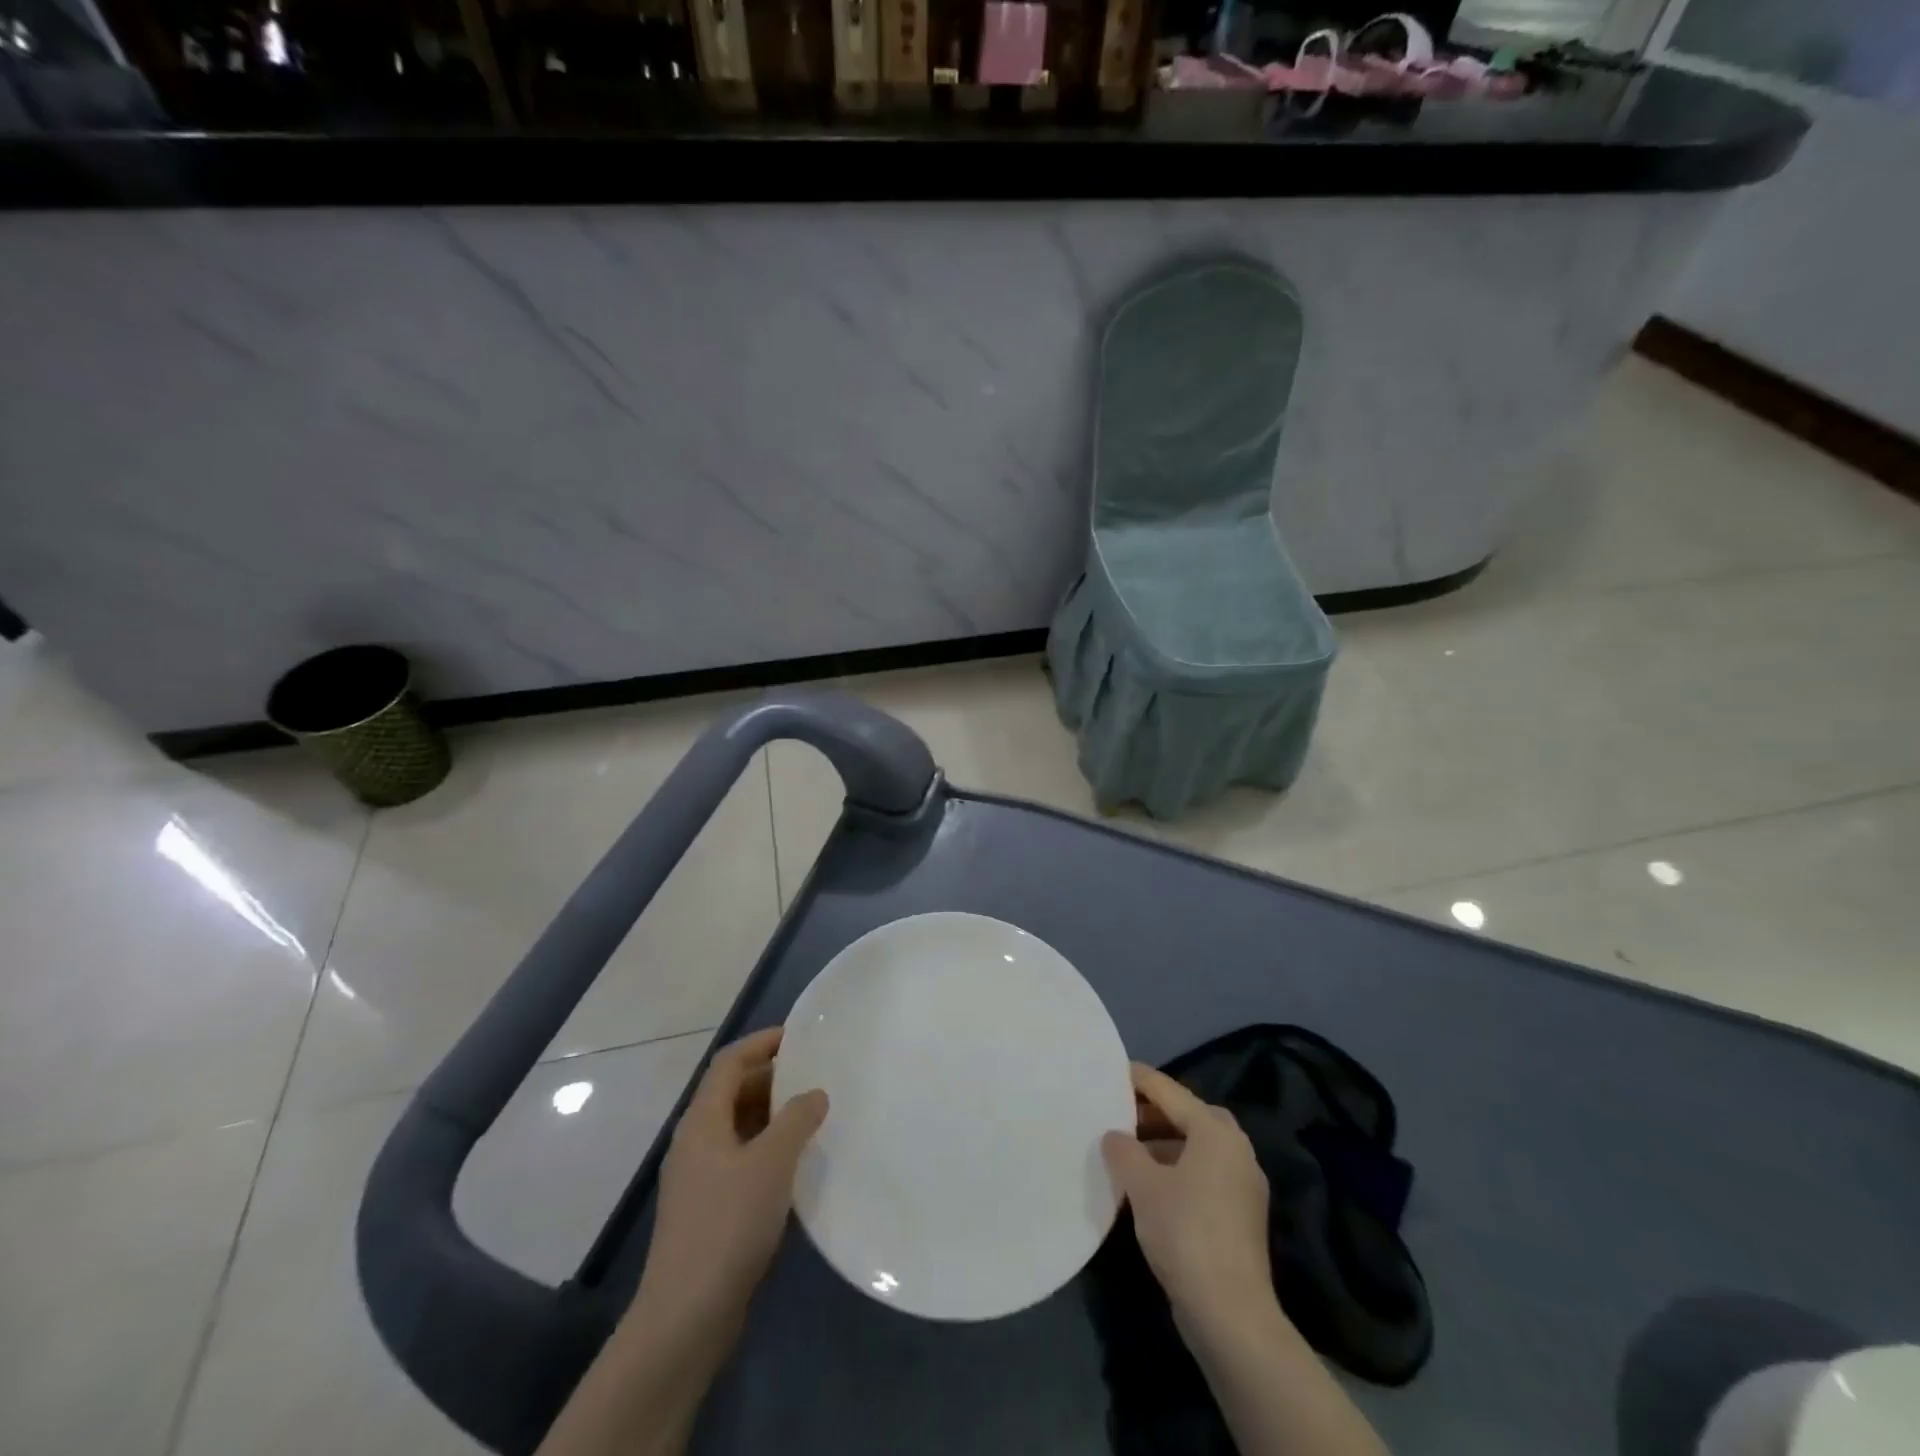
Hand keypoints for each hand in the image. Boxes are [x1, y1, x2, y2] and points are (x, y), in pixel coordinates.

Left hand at [636, 1027, 828, 1332]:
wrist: (686, 1316)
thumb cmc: (728, 1224)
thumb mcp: (771, 1163)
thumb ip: (797, 1120)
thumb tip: (815, 1093)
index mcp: (702, 1121)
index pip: (729, 1062)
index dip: (761, 1043)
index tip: (799, 1036)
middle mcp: (695, 1142)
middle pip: (732, 1093)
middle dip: (771, 1078)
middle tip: (814, 1075)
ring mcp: (699, 1178)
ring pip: (738, 1128)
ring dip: (772, 1115)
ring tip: (812, 1114)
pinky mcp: (708, 1210)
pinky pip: (741, 1159)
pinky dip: (767, 1149)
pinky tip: (796, 1164)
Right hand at [1101, 1062, 1270, 1325]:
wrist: (1231, 1314)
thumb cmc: (1185, 1232)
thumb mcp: (1142, 1185)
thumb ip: (1123, 1150)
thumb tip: (1114, 1136)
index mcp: (1215, 1131)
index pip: (1170, 1091)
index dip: (1139, 1079)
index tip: (1111, 1070)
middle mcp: (1236, 1149)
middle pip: (1188, 1115)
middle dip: (1153, 1112)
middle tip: (1119, 1112)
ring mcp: (1243, 1183)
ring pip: (1197, 1146)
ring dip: (1163, 1143)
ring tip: (1127, 1150)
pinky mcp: (1241, 1214)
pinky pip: (1204, 1173)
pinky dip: (1177, 1168)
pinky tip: (1150, 1186)